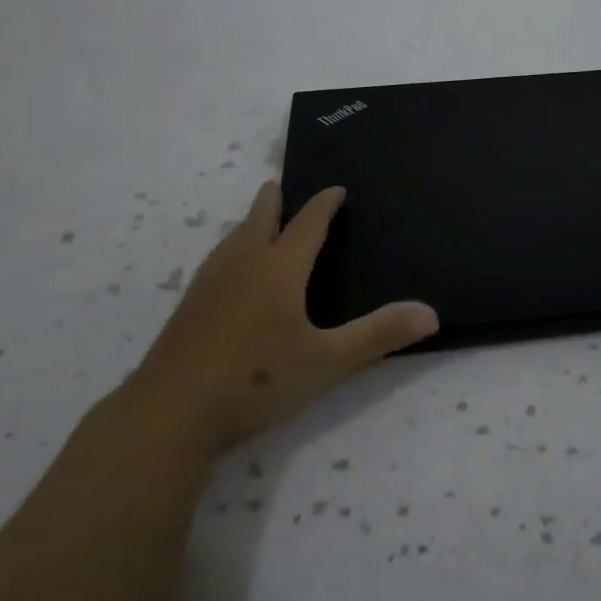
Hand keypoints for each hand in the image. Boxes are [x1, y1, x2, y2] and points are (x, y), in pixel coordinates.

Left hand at [119, 181, 438, 456]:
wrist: (169, 413)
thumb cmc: (256, 379)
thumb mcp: (327, 361)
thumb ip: (379, 335)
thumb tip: (431, 313)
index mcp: (280, 267)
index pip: (308, 222)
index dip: (325, 203)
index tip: (336, 188)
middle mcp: (244, 263)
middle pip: (261, 218)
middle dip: (274, 200)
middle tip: (281, 187)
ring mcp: (210, 283)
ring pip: (233, 238)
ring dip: (249, 223)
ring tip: (256, 221)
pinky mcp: (188, 306)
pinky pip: (216, 260)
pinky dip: (231, 249)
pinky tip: (226, 273)